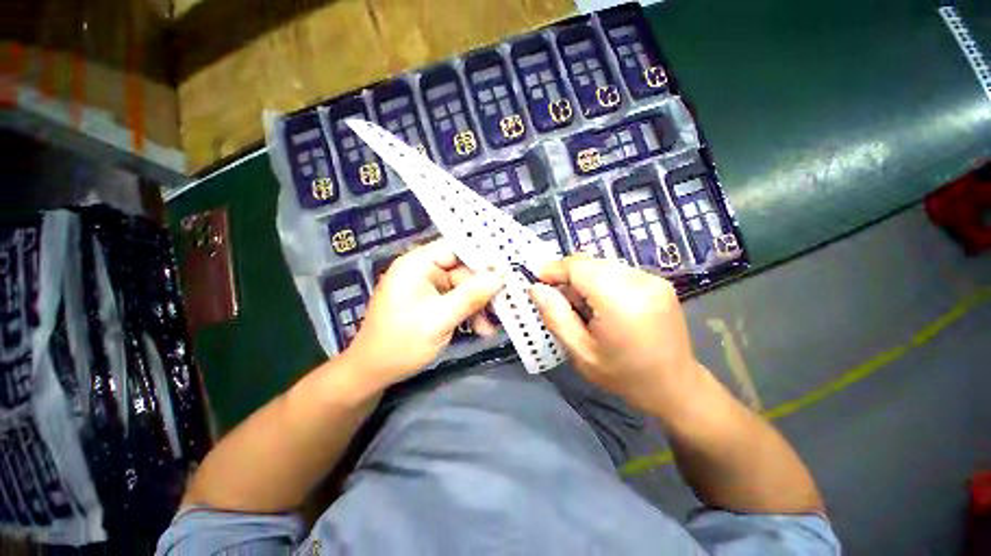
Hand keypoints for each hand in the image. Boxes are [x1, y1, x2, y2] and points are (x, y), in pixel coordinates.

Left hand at [342, 241, 502, 387]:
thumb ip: (470, 297)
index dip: (482, 255)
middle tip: (504, 304)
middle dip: (482, 290)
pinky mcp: (431, 302)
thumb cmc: (401, 343)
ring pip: (463, 288)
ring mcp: (427, 287)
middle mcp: (423, 270)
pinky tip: (480, 330)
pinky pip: (456, 301)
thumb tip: (499, 278)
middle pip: (463, 270)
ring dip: (478, 306)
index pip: (455, 247)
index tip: (506, 267)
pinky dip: (468, 313)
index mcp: (417, 264)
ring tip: (491, 327)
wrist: (373, 373)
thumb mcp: (439, 319)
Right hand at [529, 255, 702, 413]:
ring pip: (603, 264)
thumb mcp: (580, 354)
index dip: (555, 269)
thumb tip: (536, 288)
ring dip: (584, 277)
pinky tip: (601, 303)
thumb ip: (556, 317)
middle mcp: (640, 282)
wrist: (675, 386)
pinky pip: (617, 270)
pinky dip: (601, 280)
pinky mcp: (658, 281)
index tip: (537, 279)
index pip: (579, 267)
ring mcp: (653, 279)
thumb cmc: (624, 375)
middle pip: (591, 262)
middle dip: (568, 274)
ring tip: (581, 305)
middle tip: (558, 297)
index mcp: (621, 301)